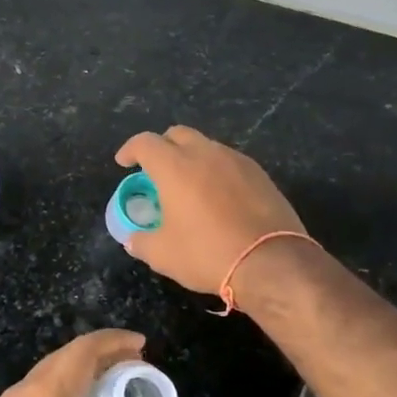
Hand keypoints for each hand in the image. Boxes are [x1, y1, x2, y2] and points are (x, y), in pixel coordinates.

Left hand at [0, 330, 177, 396]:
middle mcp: (20, 393)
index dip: (114, 342)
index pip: (84, 350)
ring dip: (72, 379)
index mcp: (47, 396)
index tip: (141, 345)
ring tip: (100, 395)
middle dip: (97, 358)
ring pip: (41, 380)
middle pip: (62, 359)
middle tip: (128, 368)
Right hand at [116, 125, 306, 296]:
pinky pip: (230, 162)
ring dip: (191, 158)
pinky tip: (219, 196)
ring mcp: (236, 161)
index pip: (144, 143)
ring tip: (189, 185)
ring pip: (206, 146)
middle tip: (156, 170)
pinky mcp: (260, 174)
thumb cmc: (207, 253)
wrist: (272, 262)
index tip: (124, 163)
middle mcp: (204, 153)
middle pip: (177, 134)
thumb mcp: (162, 255)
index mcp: (174, 166)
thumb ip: (141, 242)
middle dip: (162, 147)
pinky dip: (216, 171)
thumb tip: (133, 239)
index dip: (130, 150)